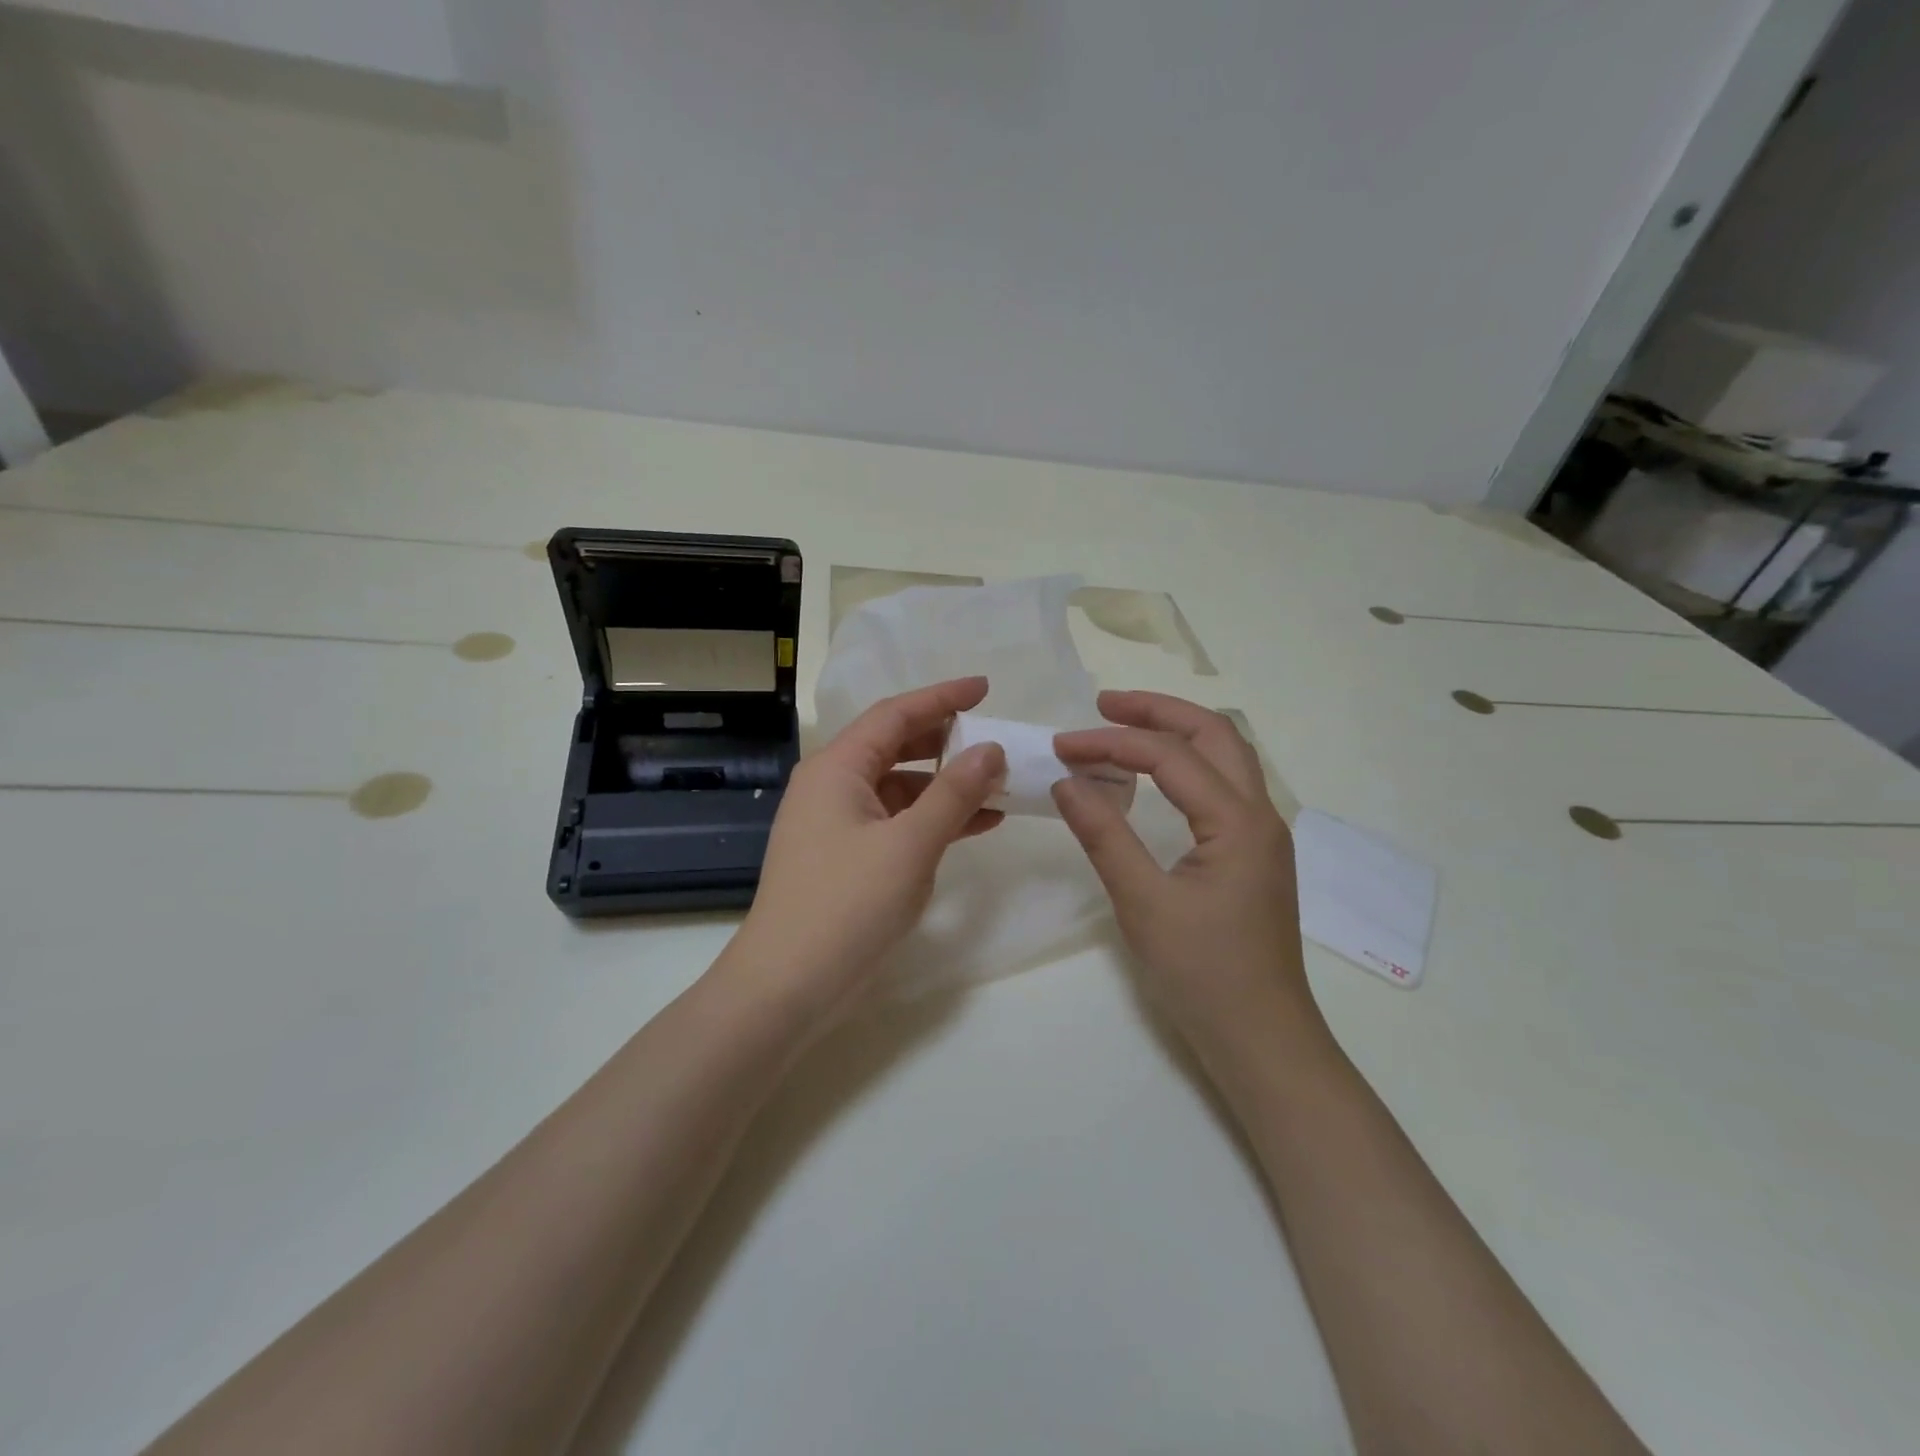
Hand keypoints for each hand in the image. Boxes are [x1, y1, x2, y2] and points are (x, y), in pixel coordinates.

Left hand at [725, 678, 1005, 1019]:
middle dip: (945, 741)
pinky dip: (931, 820)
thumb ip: (954, 793)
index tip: (985, 688)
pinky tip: (973, 826)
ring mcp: (836, 823)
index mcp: (837, 768)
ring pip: (899, 787)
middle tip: (993, 739)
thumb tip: (990, 749)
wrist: (786, 986)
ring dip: (945, 786)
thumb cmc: (846, 905)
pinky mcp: (845, 857)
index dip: (942, 697)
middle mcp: (832, 786)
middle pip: (895, 746)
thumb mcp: (910, 845)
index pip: (895, 715)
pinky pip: (895, 822)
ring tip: (996, 787)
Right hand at [1052, 691, 1324, 1056]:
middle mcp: (1260, 815)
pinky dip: (1186, 765)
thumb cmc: (1203, 974)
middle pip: (1214, 734)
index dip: (1111, 743)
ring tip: (1124, 728)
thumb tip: (1066, 781)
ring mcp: (1262, 835)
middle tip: (1103, 706)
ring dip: (1177, 733)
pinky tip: (1153, 779)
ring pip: (1225, 756)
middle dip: (1157, 712)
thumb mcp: (1143, 902)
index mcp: (1238, 822)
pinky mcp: (1253, 854)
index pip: (1170, 757)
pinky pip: (1222, 786)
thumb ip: (1104, 835)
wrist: (1262, 1038)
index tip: (1062, 746)